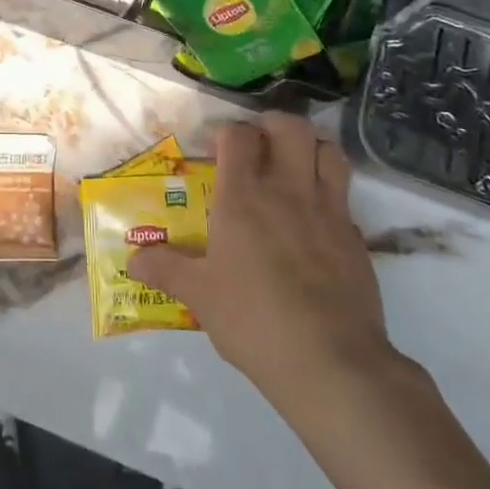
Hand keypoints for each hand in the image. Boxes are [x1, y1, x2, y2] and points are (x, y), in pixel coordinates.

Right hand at [129, 113, 399, 411]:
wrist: (331, 362)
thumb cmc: (254, 320)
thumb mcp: (200, 296)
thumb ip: (166, 270)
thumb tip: (132, 260)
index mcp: (243, 197)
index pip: (238, 136)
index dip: (227, 134)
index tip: (216, 151)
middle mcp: (287, 190)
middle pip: (289, 127)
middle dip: (273, 126)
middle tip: (260, 145)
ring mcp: (328, 211)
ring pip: (328, 152)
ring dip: (311, 149)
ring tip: (294, 167)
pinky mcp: (357, 238)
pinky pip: (345, 198)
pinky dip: (331, 196)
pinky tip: (317, 222)